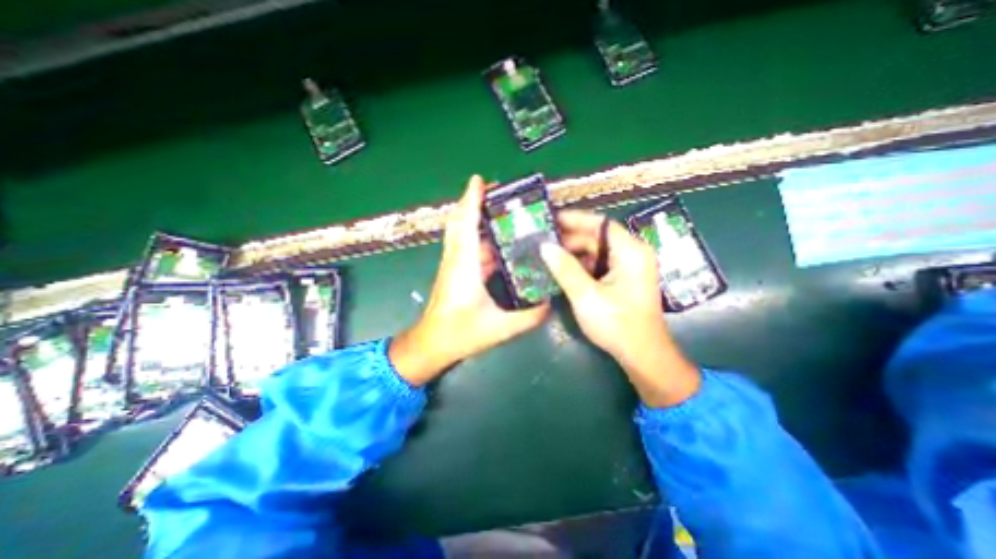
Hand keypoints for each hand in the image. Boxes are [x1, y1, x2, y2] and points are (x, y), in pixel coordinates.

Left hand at [388, 176, 547, 385]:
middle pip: (461, 222)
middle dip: (475, 203)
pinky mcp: (456, 273)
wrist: (431, 345)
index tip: (480, 179)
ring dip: (478, 219)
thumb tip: (552, 304)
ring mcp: (455, 266)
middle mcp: (457, 260)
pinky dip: (481, 239)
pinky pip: (468, 248)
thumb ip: (529, 317)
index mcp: (464, 266)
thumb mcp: (499, 328)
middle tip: (497, 192)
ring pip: (464, 234)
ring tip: (503, 212)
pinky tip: (500, 242)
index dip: (471, 200)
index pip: (466, 225)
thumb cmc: (460, 334)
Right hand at [537, 211, 699, 406]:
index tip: (550, 219)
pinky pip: (598, 265)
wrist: (642, 355)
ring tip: (547, 253)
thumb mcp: (586, 296)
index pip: (600, 224)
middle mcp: (632, 254)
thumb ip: (565, 269)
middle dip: (570, 239)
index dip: (575, 219)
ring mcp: (628, 267)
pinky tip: (561, 269)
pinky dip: (580, 266)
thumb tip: (544, 246)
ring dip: (573, 253)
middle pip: (597, 237)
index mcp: (631, 252)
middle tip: (542, 240)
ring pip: (596, 252)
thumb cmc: (617, 324)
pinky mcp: (622, 279)